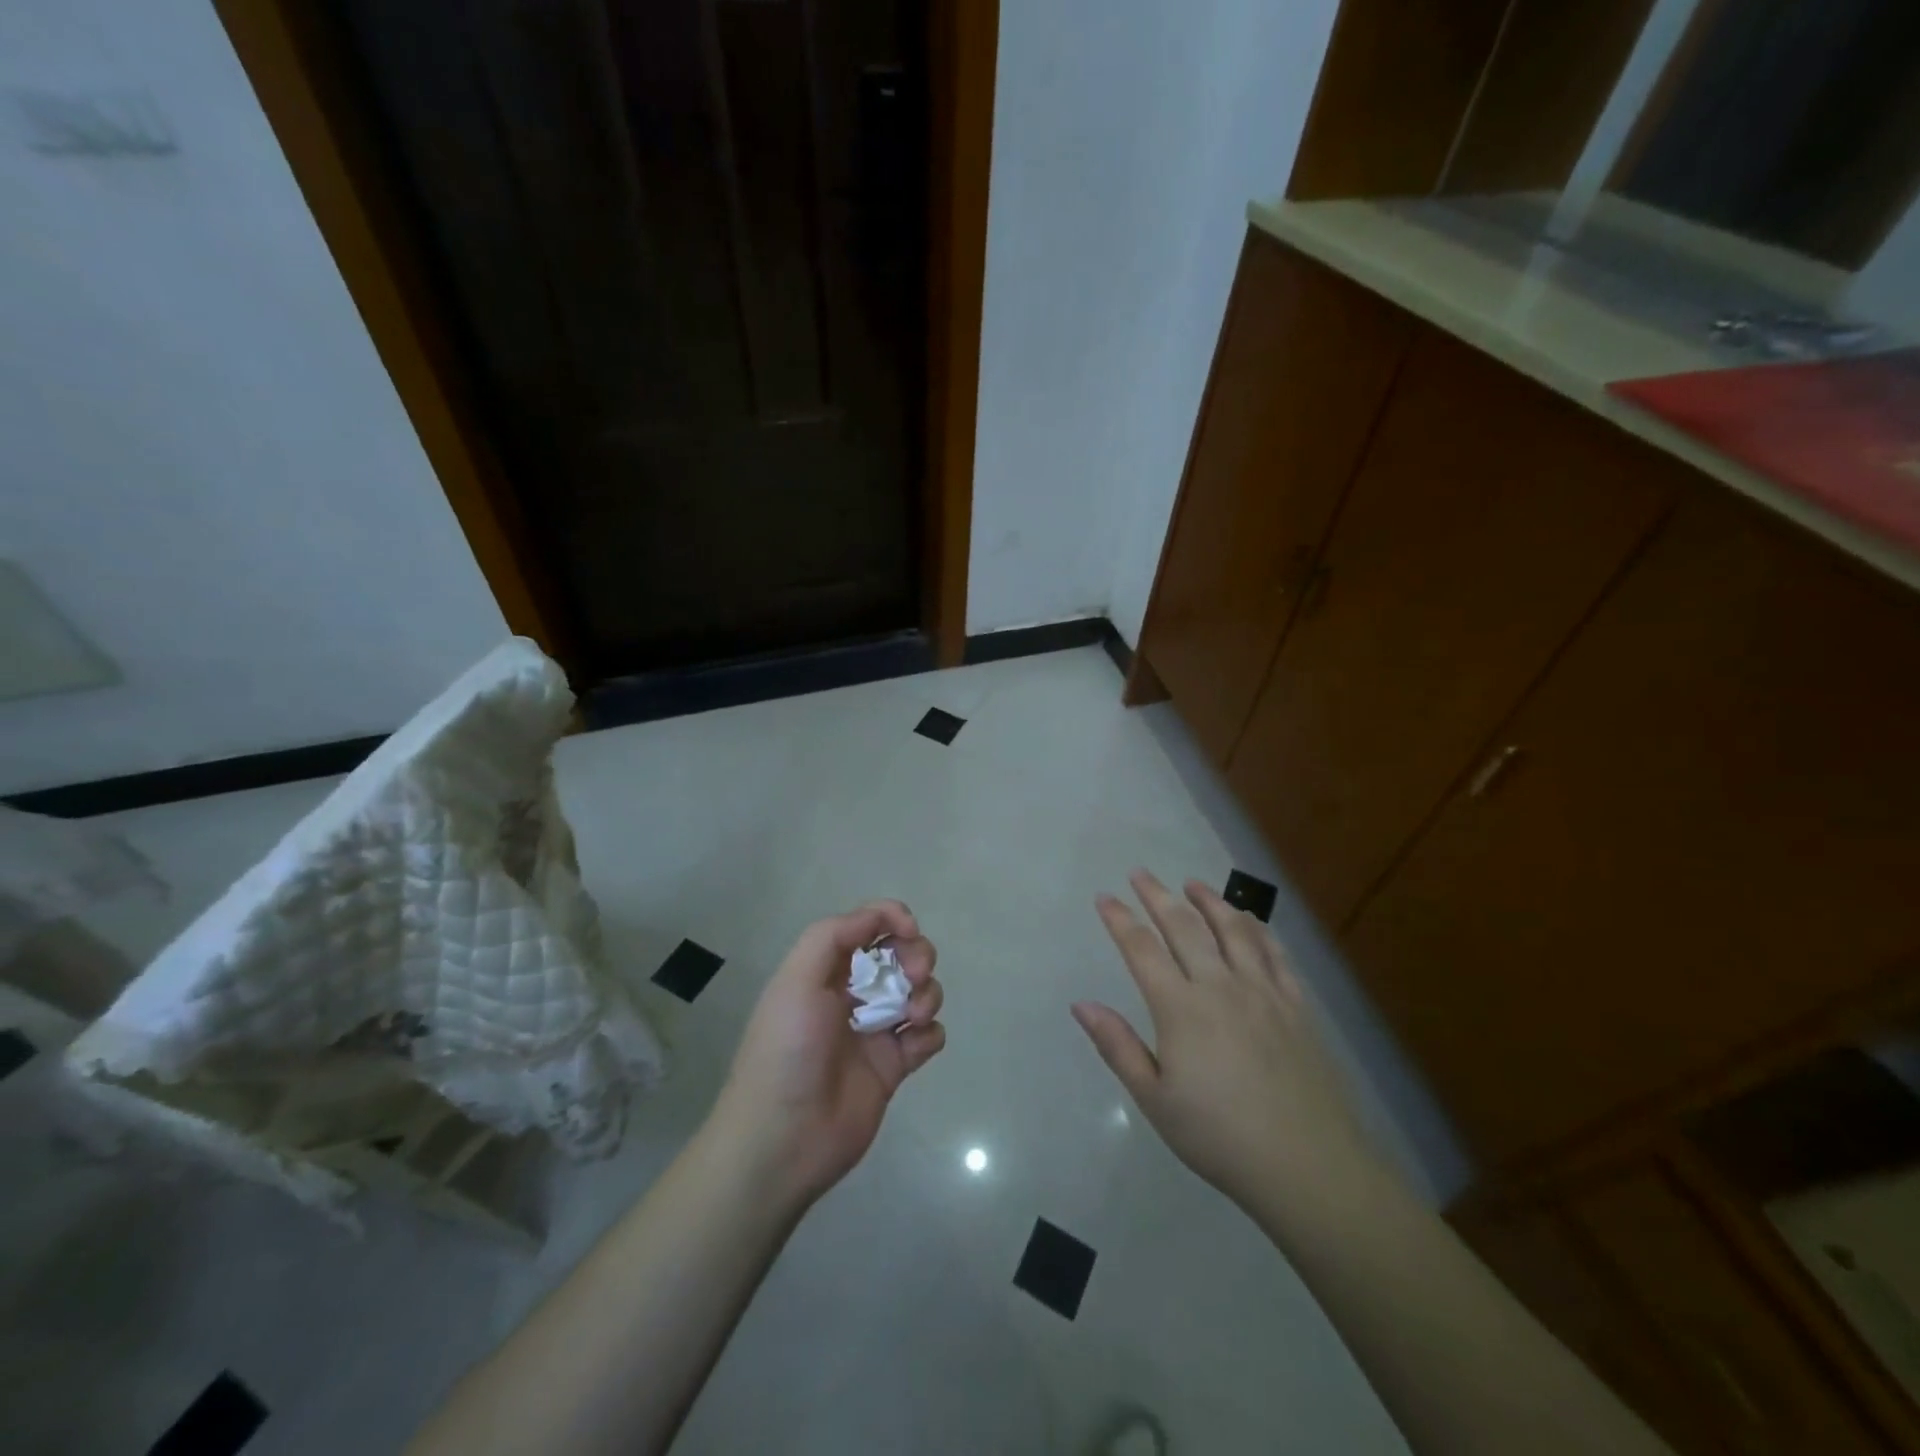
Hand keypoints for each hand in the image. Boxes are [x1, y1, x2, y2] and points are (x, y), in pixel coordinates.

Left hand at [710, 900, 944, 1206]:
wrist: (782, 1140)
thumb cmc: (786, 1051)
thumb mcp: (795, 980)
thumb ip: (833, 936)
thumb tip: (880, 916)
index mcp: (825, 970)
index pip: (867, 926)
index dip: (892, 918)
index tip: (908, 930)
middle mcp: (851, 995)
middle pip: (900, 954)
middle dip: (916, 954)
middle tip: (913, 974)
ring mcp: (875, 1031)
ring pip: (919, 992)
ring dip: (926, 993)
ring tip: (913, 1016)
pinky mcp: (893, 1067)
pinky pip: (928, 1037)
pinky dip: (930, 1033)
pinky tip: (913, 1045)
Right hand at [1073, 871, 1390, 1217]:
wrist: (1309, 1165)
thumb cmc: (1220, 1137)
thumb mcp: (1156, 1100)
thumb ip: (1118, 1046)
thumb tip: (1081, 1004)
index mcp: (1181, 1008)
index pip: (1142, 949)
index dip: (1120, 919)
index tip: (1104, 898)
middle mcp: (1220, 986)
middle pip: (1184, 927)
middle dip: (1157, 896)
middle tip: (1140, 873)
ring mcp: (1263, 991)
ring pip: (1233, 929)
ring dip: (1209, 900)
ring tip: (1193, 883)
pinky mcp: (1297, 1004)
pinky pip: (1274, 952)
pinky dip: (1257, 927)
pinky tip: (1249, 918)